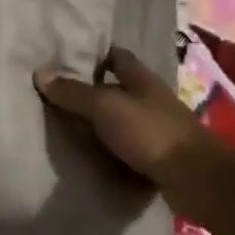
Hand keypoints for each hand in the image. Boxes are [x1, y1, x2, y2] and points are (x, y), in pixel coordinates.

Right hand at [34, 46, 210, 186]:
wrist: (194, 179)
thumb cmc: (150, 133)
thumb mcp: (106, 107)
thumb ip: (74, 92)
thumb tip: (41, 72)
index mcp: (141, 79)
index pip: (116, 56)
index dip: (93, 55)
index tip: (64, 59)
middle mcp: (150, 99)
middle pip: (116, 89)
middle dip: (91, 91)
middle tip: (55, 96)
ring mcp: (156, 129)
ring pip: (121, 120)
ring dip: (99, 124)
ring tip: (63, 128)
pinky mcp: (156, 157)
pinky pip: (126, 149)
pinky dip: (109, 151)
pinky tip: (87, 157)